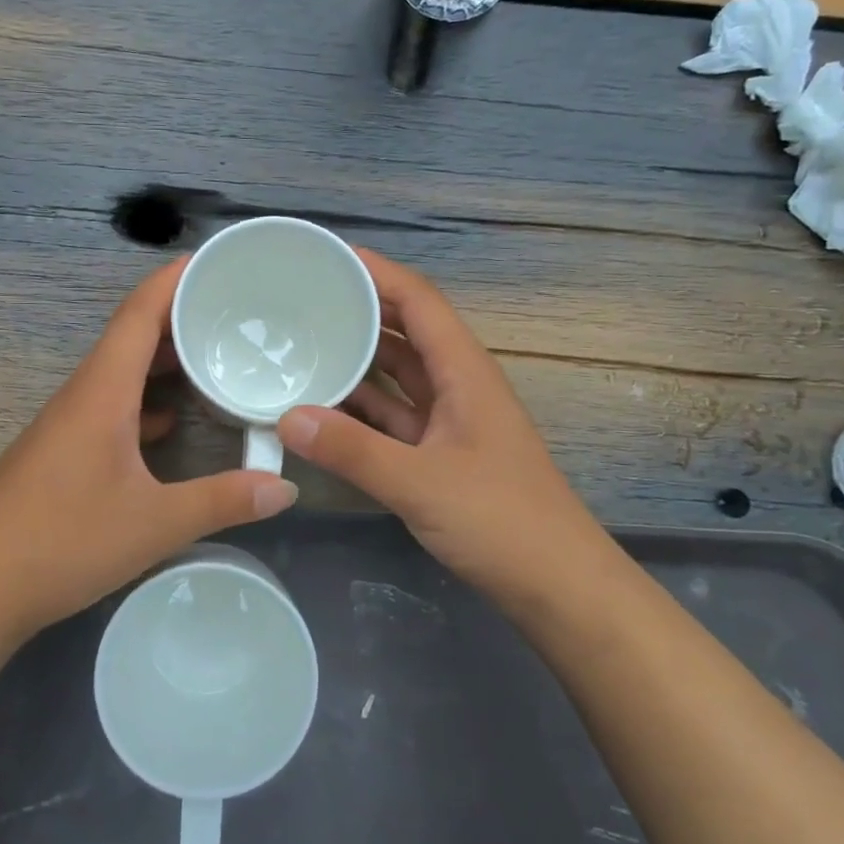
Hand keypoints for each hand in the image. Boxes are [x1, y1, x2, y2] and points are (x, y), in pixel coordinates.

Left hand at [0, 257, 298, 641]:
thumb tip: (284, 487)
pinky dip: (145, 403)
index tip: (215, 261)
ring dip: (163, 362)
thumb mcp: (155, 524)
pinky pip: (111, 408)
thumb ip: (223, 501)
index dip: (174, 280)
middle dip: (180, 317)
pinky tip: (172, 424)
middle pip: (132, 337)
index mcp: (102, 392)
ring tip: (213, 359)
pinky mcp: (62, 454)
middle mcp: (83, 396)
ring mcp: (67, 425)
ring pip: (121, 374)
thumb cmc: (63, 542)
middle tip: (233, 312)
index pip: (139, 314)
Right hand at [277, 249, 605, 614]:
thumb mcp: (421, 483)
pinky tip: (322, 409)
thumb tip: (287, 417)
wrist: (556, 586)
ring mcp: (448, 422)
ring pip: (396, 377)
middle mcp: (456, 386)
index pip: (418, 301)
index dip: (378, 273)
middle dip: (359, 311)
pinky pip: (391, 417)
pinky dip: (359, 410)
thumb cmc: (502, 521)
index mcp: (464, 372)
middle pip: (404, 332)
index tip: (327, 257)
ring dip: (356, 361)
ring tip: (301, 346)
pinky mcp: (438, 455)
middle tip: (300, 300)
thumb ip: (353, 451)